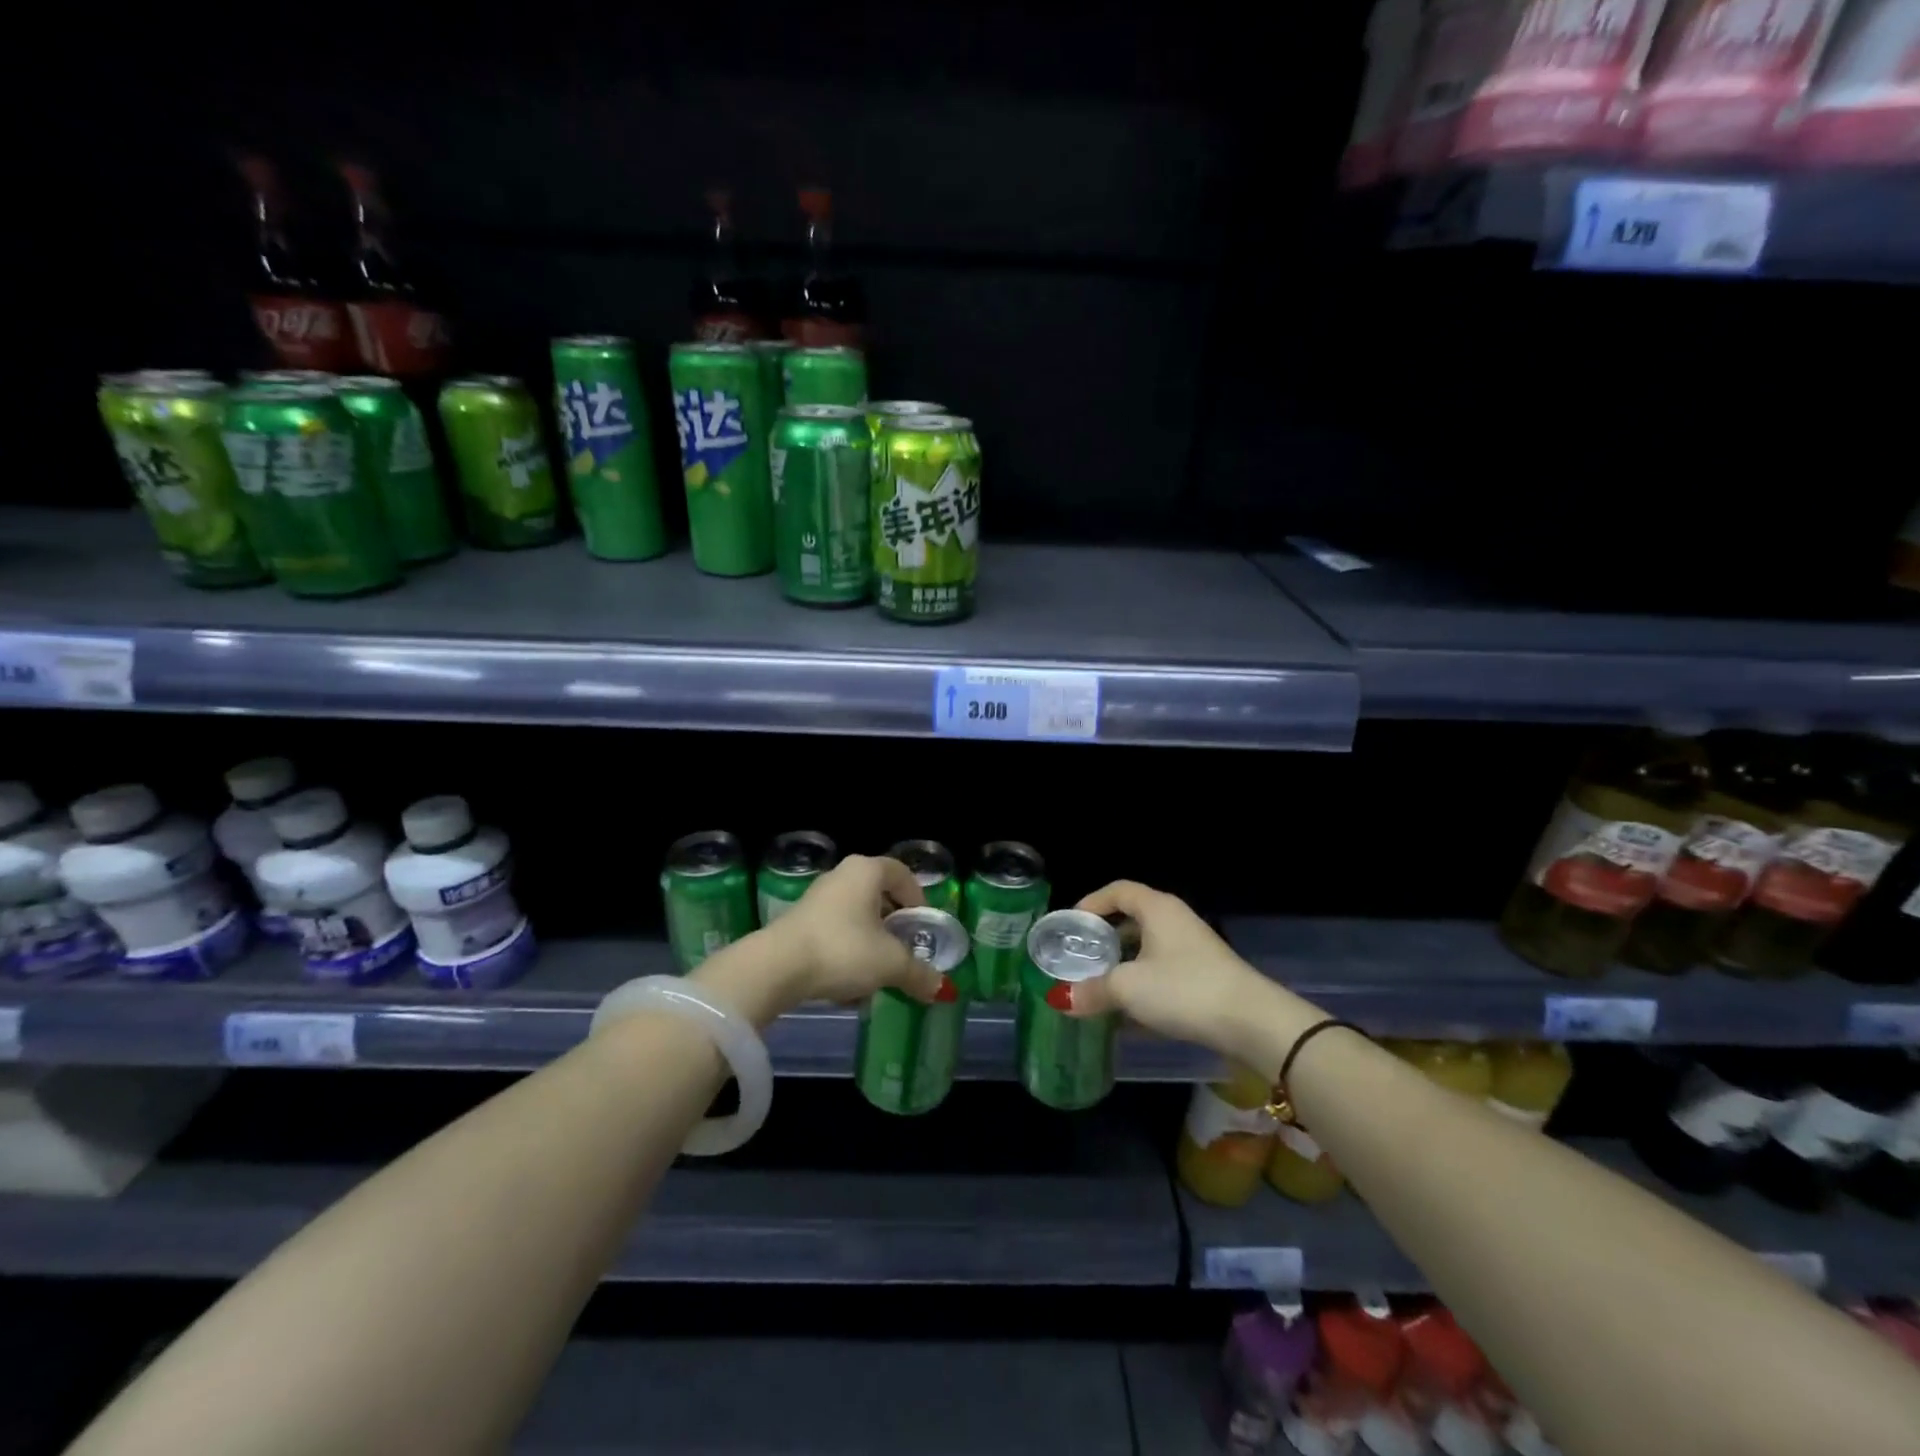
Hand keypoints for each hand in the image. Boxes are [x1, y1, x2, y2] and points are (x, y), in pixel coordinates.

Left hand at [769, 854, 946, 1006]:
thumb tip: (941, 988)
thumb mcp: (890, 964)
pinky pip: (835, 931)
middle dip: (894, 924)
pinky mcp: (798, 921)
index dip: (918, 898)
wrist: (776, 967)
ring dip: (870, 941)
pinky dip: (847, 951)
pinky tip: (848, 982)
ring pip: (856, 916)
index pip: (902, 873)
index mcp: (866, 871)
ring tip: (878, 971)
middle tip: (905, 949)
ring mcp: (817, 897)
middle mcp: (841, 875)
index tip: (923, 926)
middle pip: (879, 894)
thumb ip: (918, 973)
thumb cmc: (842, 950)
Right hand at [1066, 880, 1319, 1071]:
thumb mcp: (1128, 988)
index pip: (1118, 890)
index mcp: (1157, 909)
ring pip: (1148, 949)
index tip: (1071, 924)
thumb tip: (1059, 998)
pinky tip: (1129, 1013)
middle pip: (1132, 919)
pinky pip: (1163, 971)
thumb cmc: (1184, 989)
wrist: (1252, 1023)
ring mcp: (1193, 949)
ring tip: (1098, 986)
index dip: (1091, 902)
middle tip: (1080, 957)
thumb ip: (1091, 990)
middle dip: (1104, 938)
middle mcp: (1176, 921)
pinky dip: (1143, 984)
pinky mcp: (1204, 976)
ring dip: (1122, 965)